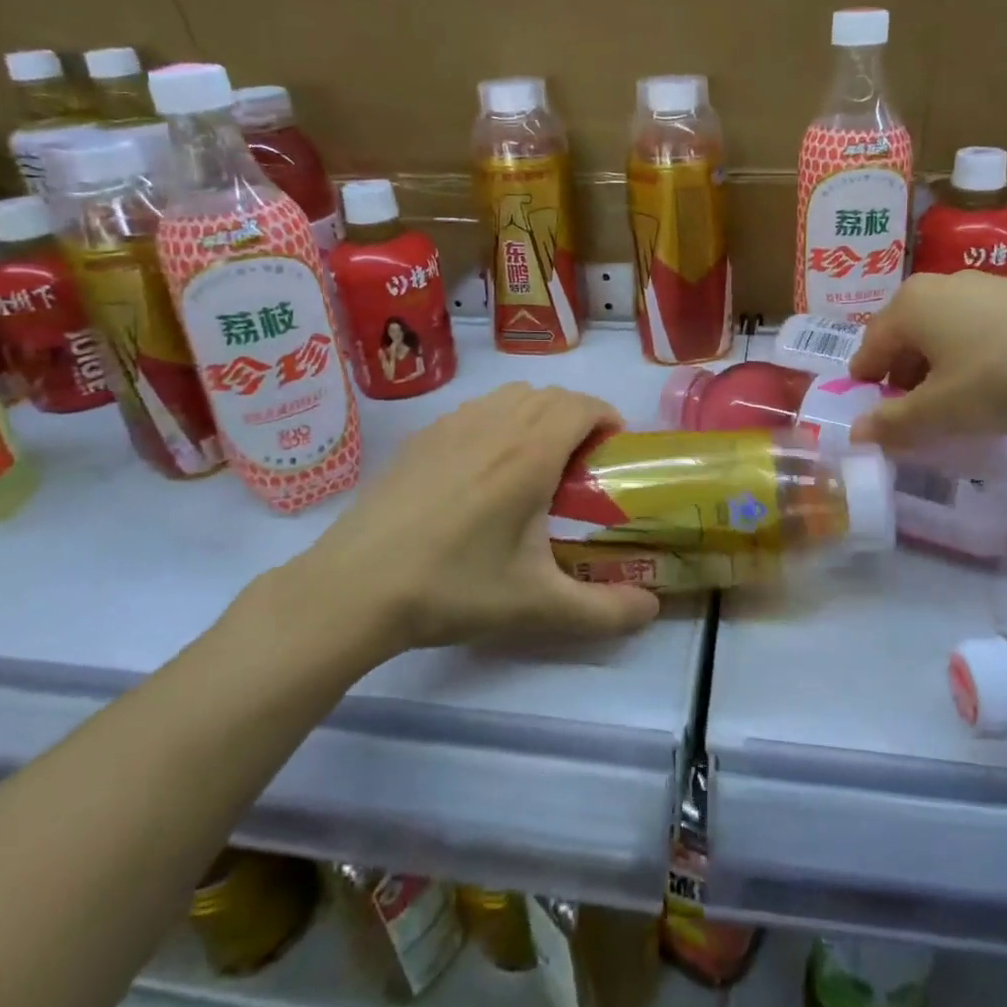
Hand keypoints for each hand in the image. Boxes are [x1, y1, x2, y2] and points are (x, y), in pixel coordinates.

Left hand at [288, 382, 660, 653]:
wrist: (354, 587)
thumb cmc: (453, 588)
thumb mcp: (538, 607)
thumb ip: (605, 611)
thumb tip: (651, 609)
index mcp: (530, 452)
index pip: (583, 405)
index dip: (608, 418)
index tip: (615, 450)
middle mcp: (495, 424)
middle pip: (551, 394)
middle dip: (577, 416)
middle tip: (582, 462)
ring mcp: (452, 424)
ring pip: (511, 396)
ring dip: (537, 413)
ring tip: (536, 461)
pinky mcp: (421, 436)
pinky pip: (476, 409)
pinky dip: (498, 421)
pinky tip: (483, 470)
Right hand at [846, 271, 1006, 447]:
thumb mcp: (944, 411)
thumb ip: (894, 422)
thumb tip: (856, 433)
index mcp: (907, 306)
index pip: (867, 352)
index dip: (868, 392)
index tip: (883, 425)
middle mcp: (936, 287)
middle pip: (902, 342)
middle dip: (904, 384)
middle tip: (920, 423)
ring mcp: (980, 287)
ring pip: (939, 337)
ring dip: (938, 374)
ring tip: (961, 409)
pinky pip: (973, 332)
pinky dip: (970, 361)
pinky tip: (997, 387)